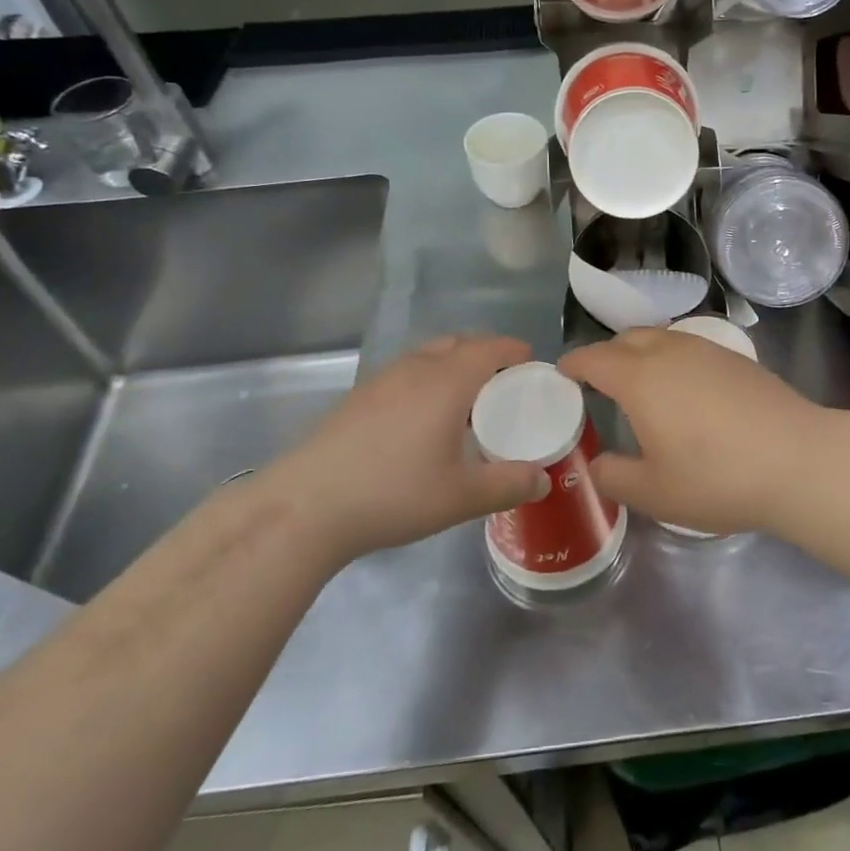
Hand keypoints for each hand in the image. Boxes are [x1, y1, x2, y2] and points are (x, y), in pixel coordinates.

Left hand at [280, 334, 549, 561]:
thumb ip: (508, 485)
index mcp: (447, 382)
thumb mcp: (461, 497)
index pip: (488, 348)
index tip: (530, 361)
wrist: (306, 506)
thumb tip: (543, 480)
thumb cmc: (394, 494)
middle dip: (484, 353)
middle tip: (502, 380)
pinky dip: (425, 380)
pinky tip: (421, 419)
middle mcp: (415, 370)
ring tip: (464, 399)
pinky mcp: (356, 398)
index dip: (512, 349)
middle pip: (457, 344)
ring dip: (452, 365)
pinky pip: (404, 373)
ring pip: (426, 356)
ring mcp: (380, 381)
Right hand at [558, 328, 825, 535]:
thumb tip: (597, 464)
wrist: (798, 460)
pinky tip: (684, 389)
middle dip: (606, 354)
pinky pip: (688, 347)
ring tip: (640, 383)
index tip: (562, 371)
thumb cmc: (717, 477)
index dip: (574, 363)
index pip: (594, 358)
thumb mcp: (654, 492)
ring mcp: (706, 350)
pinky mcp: (735, 358)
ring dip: (640, 352)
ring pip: (660, 338)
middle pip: (626, 340)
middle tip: (598, 382)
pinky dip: (671, 358)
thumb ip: (614, 477)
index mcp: (640, 378)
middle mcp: (669, 352)